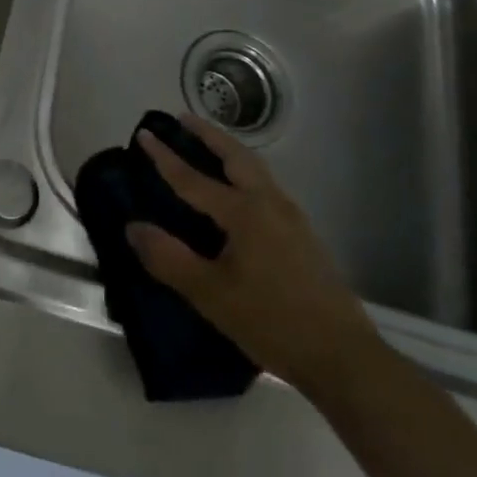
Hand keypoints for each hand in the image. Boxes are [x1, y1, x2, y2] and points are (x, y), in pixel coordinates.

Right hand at [126, 115, 382, 398]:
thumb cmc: (272, 322)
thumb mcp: (210, 295)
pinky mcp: (303, 236)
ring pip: (256, 169)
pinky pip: (266, 187)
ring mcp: (292, 218)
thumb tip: (133, 227)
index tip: (144, 133)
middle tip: (183, 119)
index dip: (165, 157)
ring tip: (208, 146)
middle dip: (208, 135)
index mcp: (244, 213)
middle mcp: (269, 204)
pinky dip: (244, 172)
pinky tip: (238, 191)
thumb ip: (169, 258)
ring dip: (229, 151)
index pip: (193, 178)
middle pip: (235, 157)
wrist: (343, 357)